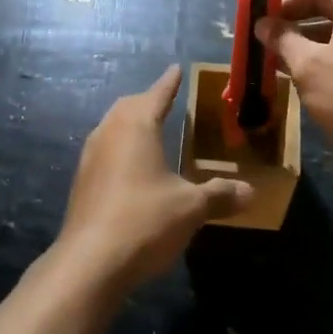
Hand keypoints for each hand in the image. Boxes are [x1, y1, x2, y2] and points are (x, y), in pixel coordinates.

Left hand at [57, 65, 250, 292]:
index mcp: (136, 126)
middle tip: (166, 99)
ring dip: (130, 123)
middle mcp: (109, 133)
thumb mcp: (190, 209)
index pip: (156, 94)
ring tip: (149, 129)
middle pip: (129, 106)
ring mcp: (90, 158)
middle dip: (148, 100)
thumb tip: (250, 191)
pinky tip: (131, 167)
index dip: (169, 83)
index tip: (176, 69)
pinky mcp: (82, 183)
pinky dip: (120, 147)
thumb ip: (219, 196)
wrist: (88, 264)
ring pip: (112, 127)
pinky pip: (104, 150)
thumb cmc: (144, 221)